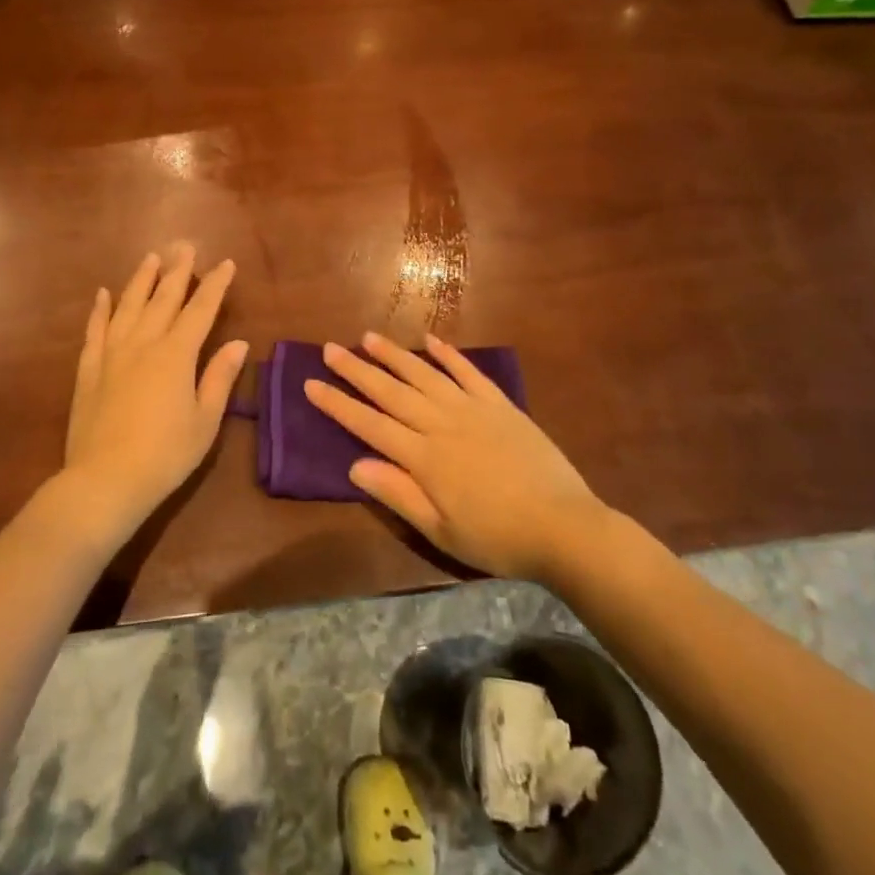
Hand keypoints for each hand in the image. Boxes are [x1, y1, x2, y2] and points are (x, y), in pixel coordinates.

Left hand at [62, 244, 246, 532]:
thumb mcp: (205, 421)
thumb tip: (238, 343)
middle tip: (184, 245)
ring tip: (151, 258)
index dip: (215, 285)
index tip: (225, 264)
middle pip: (164, 299)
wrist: (105, 481)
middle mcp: (144, 344)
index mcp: (177, 355)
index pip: (201, 311)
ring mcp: (112, 355)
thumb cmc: (165, 455)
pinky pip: (95, 331)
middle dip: (177, 271)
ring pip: (128, 306)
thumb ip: (219, 377)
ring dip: (141, 280)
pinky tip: (103, 294)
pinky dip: (100, 310)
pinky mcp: (89, 371)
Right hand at [305, 332, 601, 580]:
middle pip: (391, 391)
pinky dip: (449, 354)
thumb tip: (354, 464)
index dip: (338, 405)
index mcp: (423, 457)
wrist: (563, 526)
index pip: (369, 424)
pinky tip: (431, 339)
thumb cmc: (497, 538)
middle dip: (357, 370)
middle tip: (330, 349)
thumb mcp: (441, 530)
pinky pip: (469, 372)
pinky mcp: (500, 404)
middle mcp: (441, 424)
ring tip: (369, 336)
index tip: (311, 384)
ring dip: (394, 355)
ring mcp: (472, 409)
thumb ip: (398, 494)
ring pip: (424, 374)